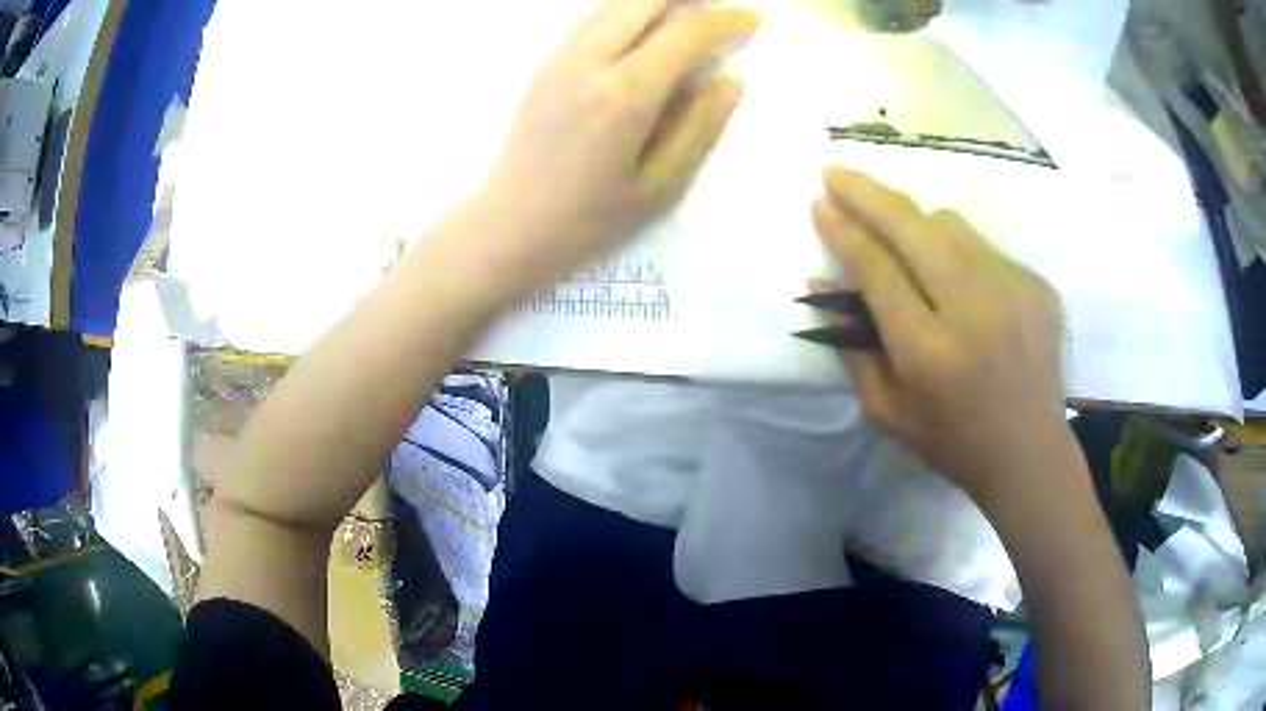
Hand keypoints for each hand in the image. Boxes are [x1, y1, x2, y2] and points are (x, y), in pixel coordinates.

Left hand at [465, 0, 759, 297]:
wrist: (509, 224)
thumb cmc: (588, 218)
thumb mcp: (659, 187)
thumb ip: (700, 128)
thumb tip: (731, 81)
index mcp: (625, 93)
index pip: (686, 31)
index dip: (726, 19)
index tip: (754, 20)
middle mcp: (590, 60)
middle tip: (718, 17)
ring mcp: (560, 56)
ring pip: (615, 2)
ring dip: (657, 2)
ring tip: (686, 22)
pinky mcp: (545, 62)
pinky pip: (593, 17)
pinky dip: (627, 12)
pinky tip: (642, 34)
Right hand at [811, 164, 1070, 509]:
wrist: (1030, 452)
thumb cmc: (952, 441)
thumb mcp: (887, 412)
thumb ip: (852, 347)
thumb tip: (822, 283)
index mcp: (929, 351)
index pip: (877, 268)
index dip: (844, 229)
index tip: (819, 202)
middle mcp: (973, 310)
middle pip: (911, 227)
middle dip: (866, 193)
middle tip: (836, 171)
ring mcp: (1012, 290)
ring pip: (949, 225)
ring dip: (914, 221)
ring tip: (897, 232)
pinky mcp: (1036, 285)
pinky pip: (983, 247)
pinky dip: (957, 251)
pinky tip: (955, 279)